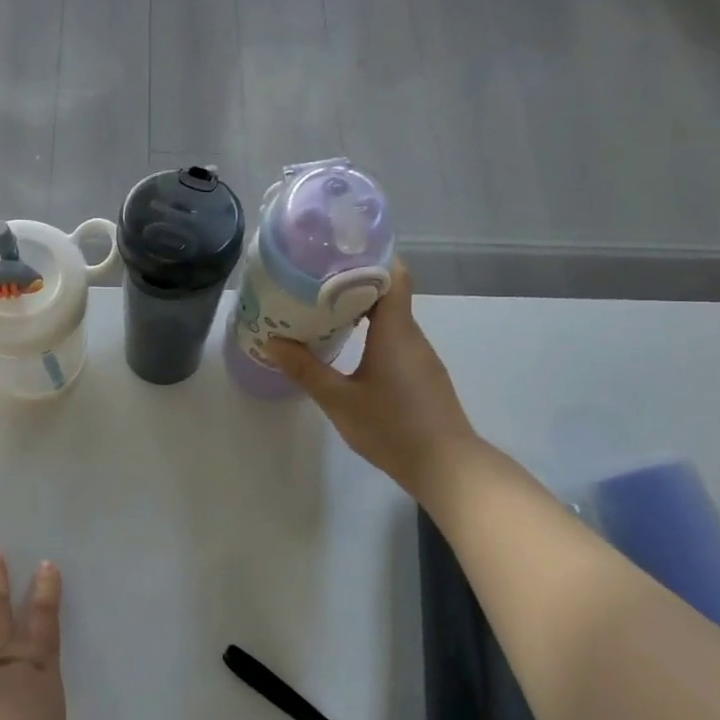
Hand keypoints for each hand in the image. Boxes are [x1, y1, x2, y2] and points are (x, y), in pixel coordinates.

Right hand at [263, 260, 475, 493]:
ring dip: (362, 310)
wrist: (446, 467)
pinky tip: (349, 346)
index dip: (369, 258)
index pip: (392, 275)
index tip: (337, 252)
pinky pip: (396, 340)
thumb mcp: (338, 400)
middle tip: (314, 280)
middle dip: (353, 283)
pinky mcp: (422, 376)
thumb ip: (305, 369)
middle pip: (388, 294)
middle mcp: (411, 336)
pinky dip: (373, 333)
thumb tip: (272, 342)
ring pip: (391, 319)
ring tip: (323, 309)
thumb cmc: (391, 427)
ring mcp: (420, 357)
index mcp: (395, 331)